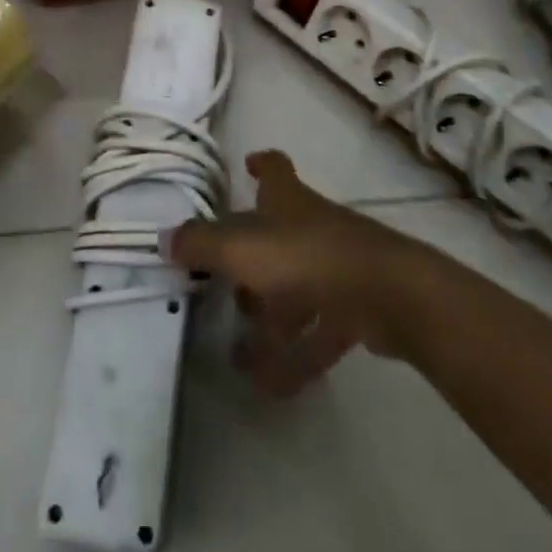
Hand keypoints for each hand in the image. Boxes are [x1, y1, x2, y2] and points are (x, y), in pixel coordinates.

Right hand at [166, 150, 439, 395]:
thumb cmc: (306, 256)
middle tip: (225, 287)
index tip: (248, 165)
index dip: (262, 165)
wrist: (387, 294)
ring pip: (296, 288)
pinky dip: (295, 356)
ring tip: (239, 355)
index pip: (276, 169)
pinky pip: (318, 330)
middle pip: (279, 235)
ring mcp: (337, 266)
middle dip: (252, 261)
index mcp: (288, 200)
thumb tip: (163, 238)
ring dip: (270, 319)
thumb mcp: (241, 248)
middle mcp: (312, 225)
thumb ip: (200, 243)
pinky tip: (271, 386)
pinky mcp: (357, 307)